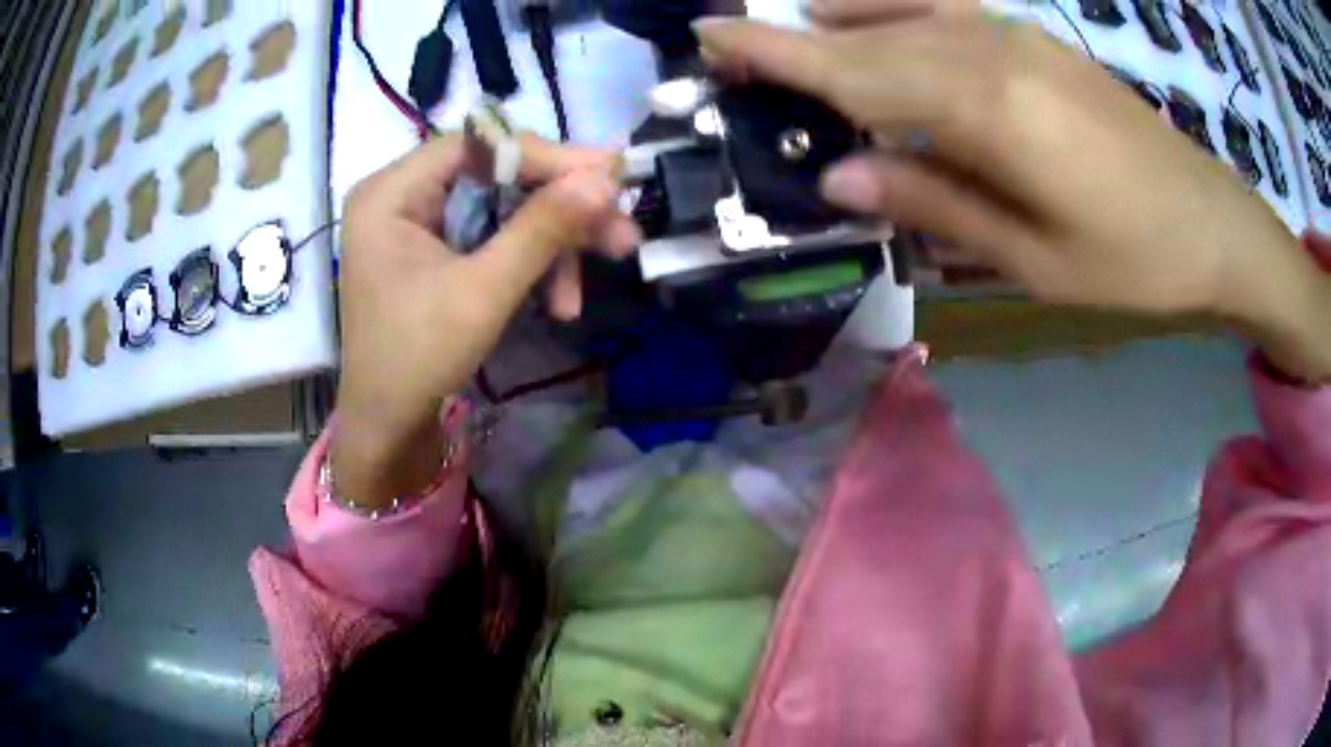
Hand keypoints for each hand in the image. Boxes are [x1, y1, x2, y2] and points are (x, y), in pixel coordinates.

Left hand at [334, 134, 638, 506]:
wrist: (388, 430)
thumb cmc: (418, 360)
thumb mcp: (483, 292)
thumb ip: (542, 229)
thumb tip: (606, 178)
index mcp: (391, 192)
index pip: (479, 145)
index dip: (547, 157)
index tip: (611, 175)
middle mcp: (401, 195)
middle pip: (496, 175)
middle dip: (559, 208)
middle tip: (620, 228)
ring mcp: (417, 224)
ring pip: (503, 207)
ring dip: (553, 242)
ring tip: (598, 275)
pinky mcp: (434, 251)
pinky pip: (492, 236)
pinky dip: (530, 262)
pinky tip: (560, 300)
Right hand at [695, 16, 1330, 378]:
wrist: (1211, 221)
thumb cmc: (1132, 259)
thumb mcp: (1033, 258)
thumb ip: (934, 203)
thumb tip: (839, 172)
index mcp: (986, 107)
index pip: (853, 69)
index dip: (774, 52)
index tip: (708, 37)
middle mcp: (988, 50)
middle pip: (867, 38)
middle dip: (793, 43)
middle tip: (735, 54)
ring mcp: (1014, 35)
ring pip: (901, 13)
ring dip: (839, 21)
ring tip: (799, 40)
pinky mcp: (1034, 39)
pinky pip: (944, 10)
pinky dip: (893, 10)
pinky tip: (876, 23)